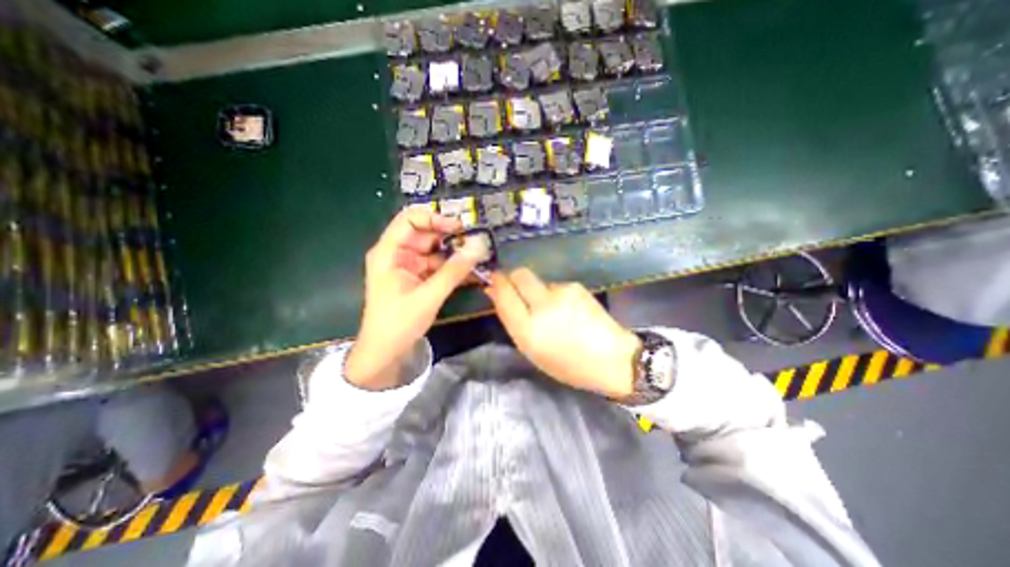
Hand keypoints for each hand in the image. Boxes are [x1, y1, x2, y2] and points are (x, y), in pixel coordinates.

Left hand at [344, 208, 478, 388]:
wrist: (384, 353)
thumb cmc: (399, 323)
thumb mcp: (429, 296)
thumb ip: (454, 271)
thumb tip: (478, 247)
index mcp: (389, 252)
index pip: (410, 220)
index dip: (435, 218)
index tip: (460, 227)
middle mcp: (397, 254)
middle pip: (425, 234)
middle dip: (450, 237)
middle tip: (476, 242)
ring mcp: (408, 266)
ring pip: (434, 250)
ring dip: (454, 253)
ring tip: (478, 256)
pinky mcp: (417, 278)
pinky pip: (437, 266)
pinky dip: (452, 268)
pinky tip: (470, 271)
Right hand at [488, 268, 642, 398]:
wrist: (612, 359)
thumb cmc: (568, 364)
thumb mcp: (532, 350)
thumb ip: (512, 320)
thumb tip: (494, 293)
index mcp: (528, 330)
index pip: (504, 294)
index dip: (497, 284)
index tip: (492, 280)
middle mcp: (542, 306)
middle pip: (519, 275)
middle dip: (512, 277)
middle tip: (515, 289)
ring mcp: (561, 293)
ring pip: (538, 281)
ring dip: (536, 291)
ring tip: (551, 311)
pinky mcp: (576, 286)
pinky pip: (555, 286)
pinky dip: (554, 295)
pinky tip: (567, 310)